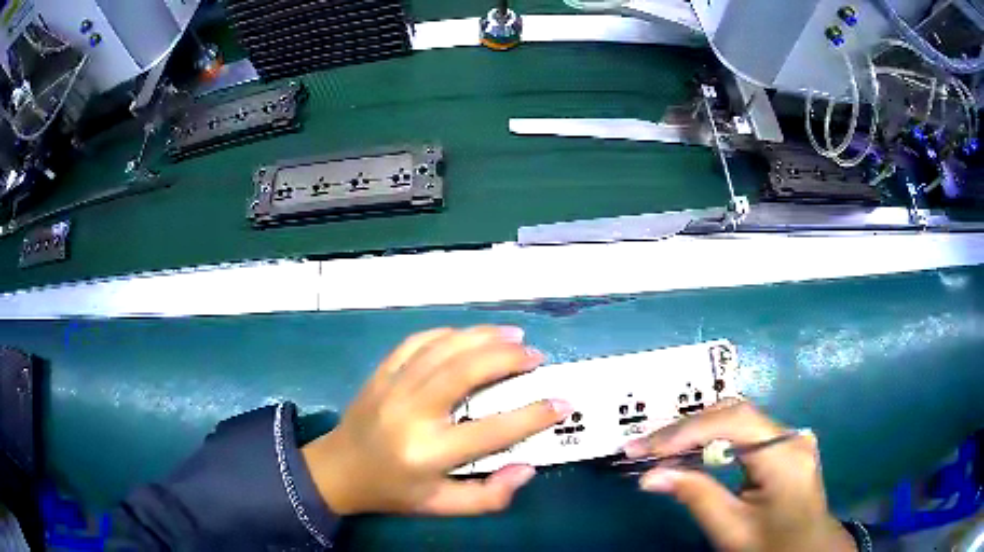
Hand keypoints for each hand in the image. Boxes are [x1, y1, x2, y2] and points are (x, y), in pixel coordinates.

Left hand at [302, 326, 571, 515]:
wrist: (338, 471)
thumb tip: (527, 468)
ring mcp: (392, 387)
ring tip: (513, 335)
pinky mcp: (381, 373)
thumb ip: (488, 497)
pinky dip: (447, 333)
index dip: (533, 415)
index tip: (562, 402)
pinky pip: (417, 342)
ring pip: (442, 348)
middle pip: (465, 372)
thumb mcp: (441, 507)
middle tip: (535, 355)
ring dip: (482, 336)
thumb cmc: (393, 492)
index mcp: (428, 453)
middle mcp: (411, 414)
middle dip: (507, 357)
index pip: (491, 431)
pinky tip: (468, 335)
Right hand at [624, 402, 855, 551]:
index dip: (685, 431)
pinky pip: (745, 431)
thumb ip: (695, 496)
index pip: (733, 422)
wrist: (807, 551)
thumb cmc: (771, 545)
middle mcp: (791, 435)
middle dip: (686, 428)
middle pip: (734, 413)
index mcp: (784, 454)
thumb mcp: (731, 529)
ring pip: (738, 418)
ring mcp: (791, 437)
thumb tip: (649, 477)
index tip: (643, 449)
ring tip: (658, 448)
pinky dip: (713, 438)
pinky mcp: (785, 445)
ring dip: (696, 431)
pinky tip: (691, 450)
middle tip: (643, 447)